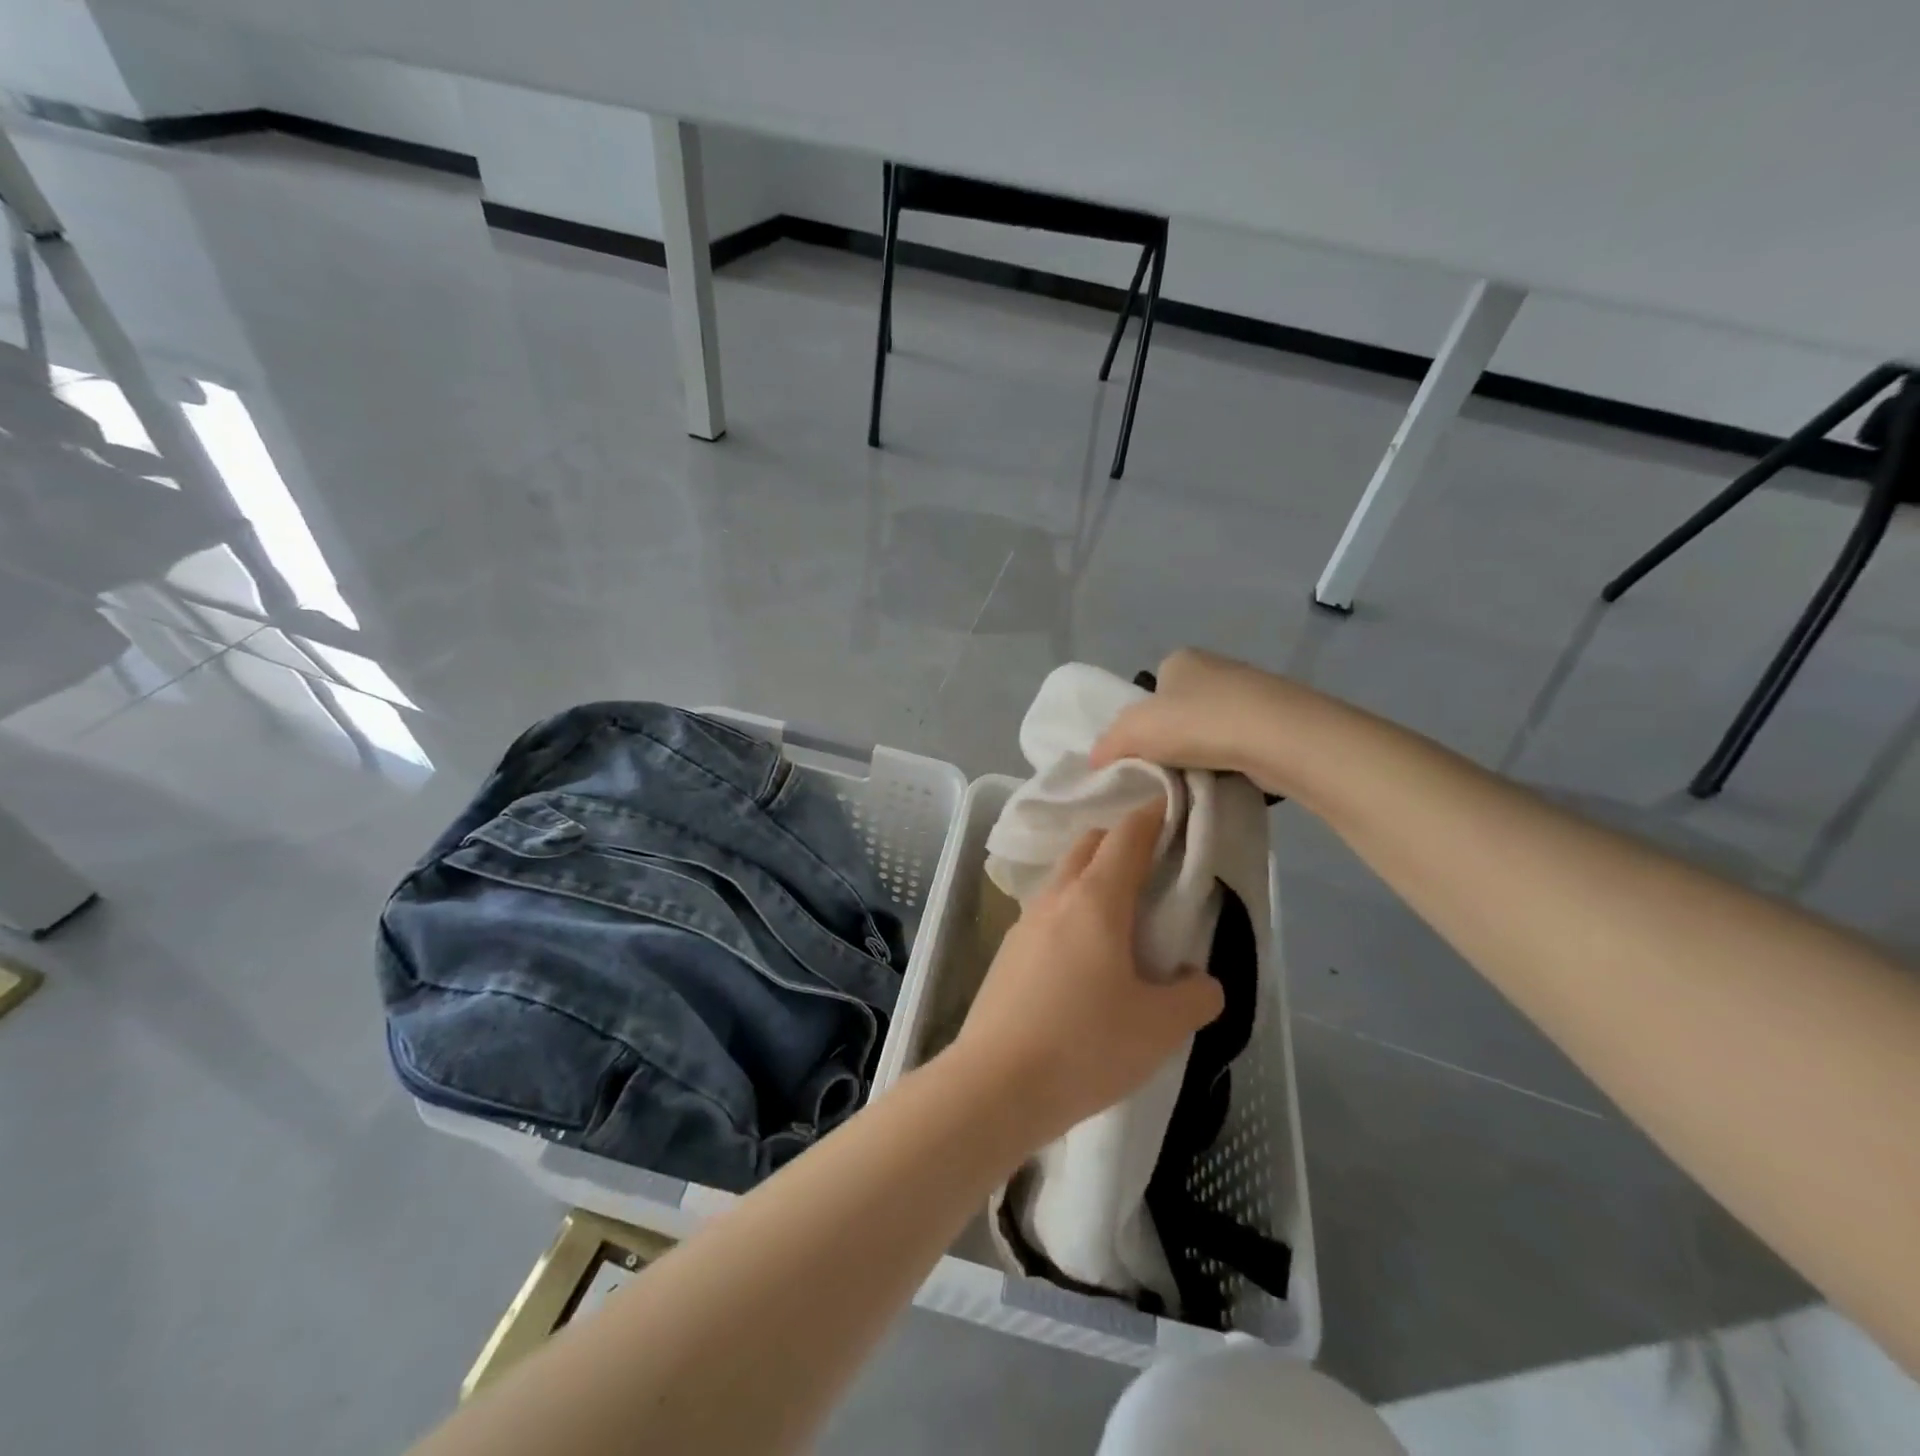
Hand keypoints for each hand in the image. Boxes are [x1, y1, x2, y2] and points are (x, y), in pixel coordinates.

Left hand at [950, 802, 1223, 1146]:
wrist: (995, 1085)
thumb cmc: (1085, 1046)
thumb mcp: (1160, 1027)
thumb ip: (1195, 996)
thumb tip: (1199, 980)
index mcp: (1096, 899)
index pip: (1127, 835)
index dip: (1153, 816)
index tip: (1175, 809)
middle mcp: (1055, 898)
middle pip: (1089, 845)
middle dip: (1121, 841)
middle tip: (1154, 868)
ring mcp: (1023, 923)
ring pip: (1063, 878)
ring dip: (1092, 878)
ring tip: (1122, 917)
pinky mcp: (1006, 953)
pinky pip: (1046, 913)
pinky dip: (1071, 912)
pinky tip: (1084, 957)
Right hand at [1089, 647, 1317, 796]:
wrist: (1278, 738)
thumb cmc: (1197, 723)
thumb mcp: (1133, 731)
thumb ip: (1107, 743)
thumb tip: (1096, 761)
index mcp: (1180, 659)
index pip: (1151, 691)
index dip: (1142, 723)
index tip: (1142, 753)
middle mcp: (1216, 667)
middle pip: (1181, 710)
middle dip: (1173, 739)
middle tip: (1165, 772)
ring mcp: (1251, 692)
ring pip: (1212, 729)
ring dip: (1203, 753)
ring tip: (1196, 781)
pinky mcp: (1278, 720)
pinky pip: (1241, 744)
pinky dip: (1231, 762)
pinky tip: (1226, 779)